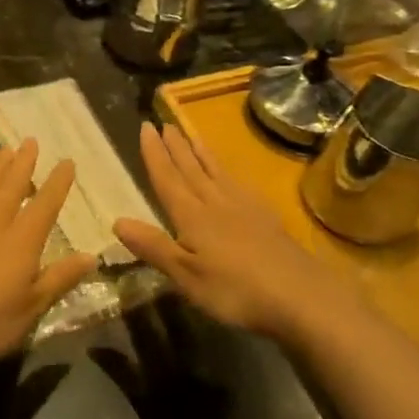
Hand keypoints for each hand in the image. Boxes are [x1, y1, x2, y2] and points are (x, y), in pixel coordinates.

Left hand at [0, 140, 98, 369]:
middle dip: (24, 161)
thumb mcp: (31, 309)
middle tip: (30, 141)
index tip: (67, 162)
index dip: (58, 182)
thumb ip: (60, 279)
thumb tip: (91, 256)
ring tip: (5, 150)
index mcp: (22, 240)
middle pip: (12, 184)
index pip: (46, 203)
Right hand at [114, 121, 356, 339]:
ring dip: (199, 150)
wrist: (301, 295)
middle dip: (175, 146)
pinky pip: (238, 182)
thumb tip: (116, 220)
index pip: (167, 178)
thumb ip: (153, 246)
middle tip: (164, 122)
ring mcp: (244, 206)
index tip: (145, 127)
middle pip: (191, 168)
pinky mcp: (265, 216)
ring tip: (189, 132)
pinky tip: (229, 173)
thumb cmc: (235, 289)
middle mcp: (215, 202)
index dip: (154, 154)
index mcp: (192, 215)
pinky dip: (226, 170)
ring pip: (215, 170)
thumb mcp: (186, 275)